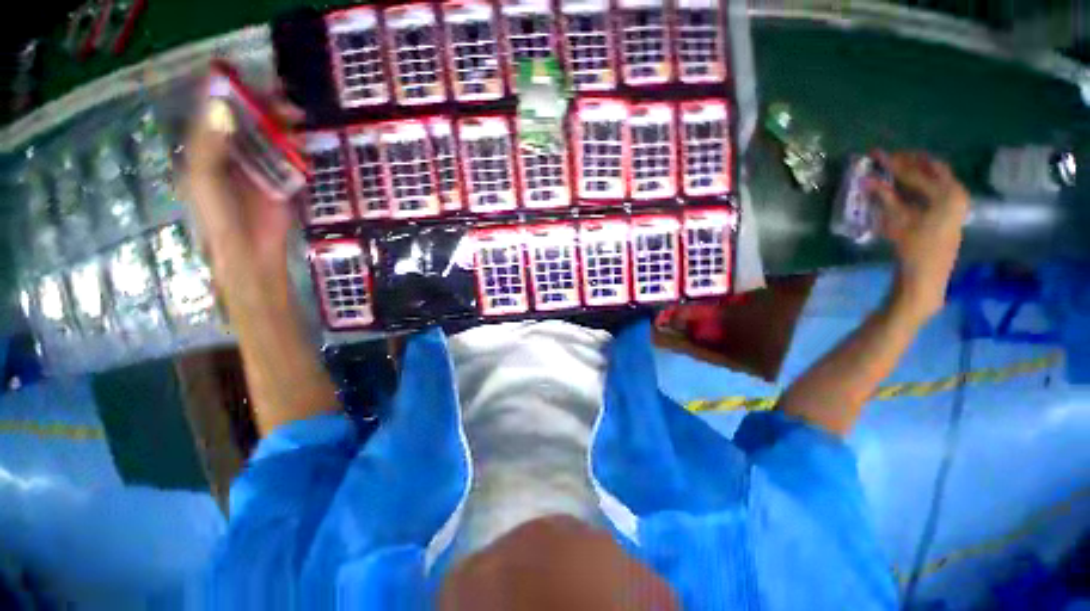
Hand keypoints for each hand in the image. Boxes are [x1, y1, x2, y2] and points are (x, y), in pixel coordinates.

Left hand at [181, 89, 303, 301]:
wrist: (251, 252)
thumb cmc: (219, 216)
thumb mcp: (205, 177)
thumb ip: (210, 142)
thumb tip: (222, 103)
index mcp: (206, 147)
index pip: (215, 111)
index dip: (228, 91)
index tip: (246, 77)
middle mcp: (231, 151)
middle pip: (248, 120)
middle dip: (264, 106)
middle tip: (284, 98)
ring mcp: (258, 166)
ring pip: (271, 136)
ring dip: (284, 126)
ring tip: (297, 119)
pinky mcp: (281, 180)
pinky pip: (289, 158)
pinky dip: (297, 149)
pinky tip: (302, 145)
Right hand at [870, 151, 969, 320]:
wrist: (927, 278)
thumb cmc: (914, 250)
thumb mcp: (897, 223)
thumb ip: (885, 198)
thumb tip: (866, 179)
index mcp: (948, 194)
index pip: (918, 172)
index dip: (896, 164)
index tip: (878, 154)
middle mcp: (957, 194)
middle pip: (933, 169)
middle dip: (910, 162)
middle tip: (888, 157)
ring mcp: (956, 204)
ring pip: (936, 179)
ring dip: (915, 172)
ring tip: (895, 167)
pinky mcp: (951, 214)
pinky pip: (935, 191)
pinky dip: (919, 185)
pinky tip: (904, 186)